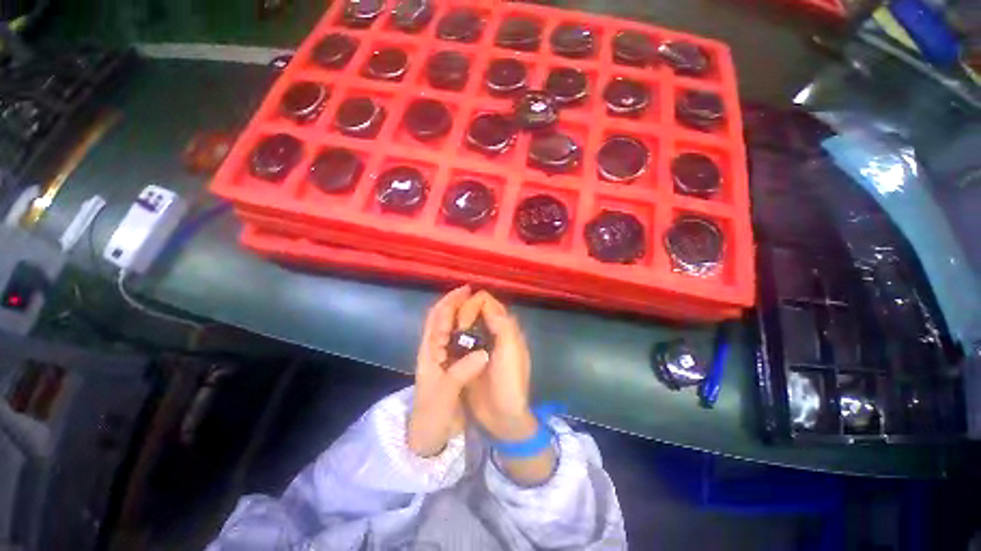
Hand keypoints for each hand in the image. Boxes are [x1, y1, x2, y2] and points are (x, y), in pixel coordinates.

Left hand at [408, 286, 489, 457]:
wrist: (427, 437)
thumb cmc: (432, 415)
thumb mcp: (445, 395)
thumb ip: (462, 372)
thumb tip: (483, 353)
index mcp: (429, 353)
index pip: (437, 321)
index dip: (449, 304)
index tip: (465, 292)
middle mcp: (433, 350)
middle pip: (440, 319)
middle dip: (452, 303)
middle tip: (470, 292)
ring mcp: (440, 357)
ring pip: (446, 327)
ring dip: (456, 312)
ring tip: (473, 303)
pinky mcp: (449, 364)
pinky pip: (455, 339)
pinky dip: (463, 328)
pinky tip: (475, 327)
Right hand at [456, 291, 536, 441]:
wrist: (502, 417)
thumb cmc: (509, 383)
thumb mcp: (510, 352)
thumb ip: (502, 324)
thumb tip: (483, 301)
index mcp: (504, 325)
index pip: (483, 300)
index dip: (470, 307)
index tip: (462, 326)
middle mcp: (491, 328)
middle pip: (470, 307)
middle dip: (456, 314)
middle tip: (447, 332)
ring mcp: (478, 341)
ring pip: (461, 320)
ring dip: (449, 325)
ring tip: (441, 340)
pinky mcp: (467, 354)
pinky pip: (455, 337)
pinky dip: (447, 337)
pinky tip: (441, 346)